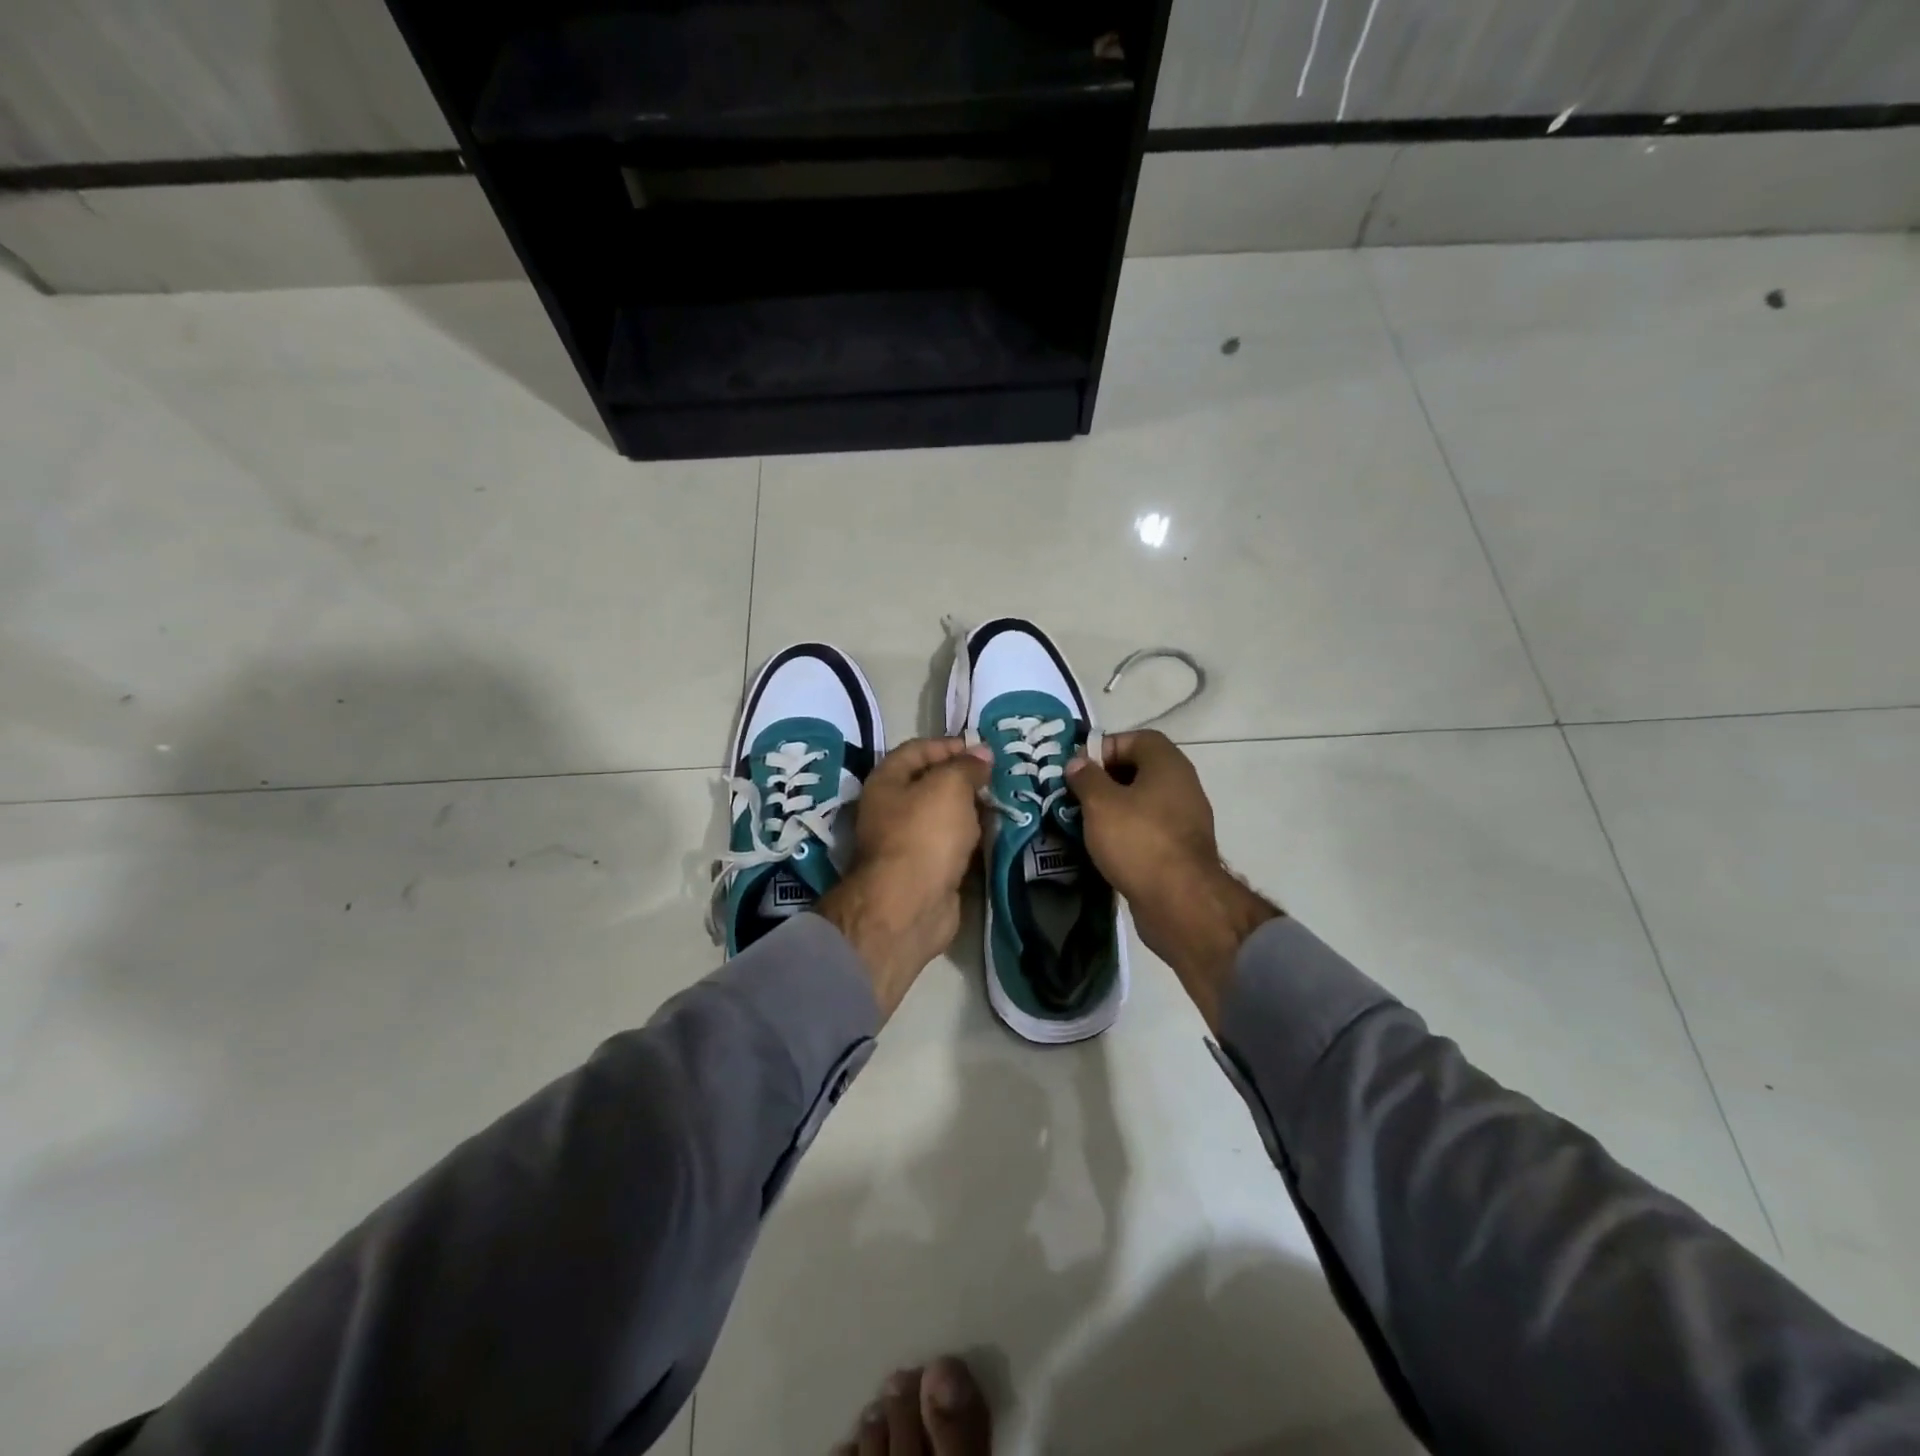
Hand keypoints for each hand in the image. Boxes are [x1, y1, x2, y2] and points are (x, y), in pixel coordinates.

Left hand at [817, 737, 991, 1017]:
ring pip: (945, 816)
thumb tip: (982, 754)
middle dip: (965, 778)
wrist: (911, 905)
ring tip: (1006, 801)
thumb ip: (966, 766)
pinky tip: (998, 833)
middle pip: (932, 784)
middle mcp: (893, 809)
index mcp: (887, 781)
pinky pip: (954, 845)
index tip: (983, 749)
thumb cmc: (924, 834)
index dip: (949, 745)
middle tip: (1001, 776)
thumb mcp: (949, 786)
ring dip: (973, 810)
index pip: (917, 750)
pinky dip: (974, 838)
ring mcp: (909, 842)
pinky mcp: (928, 870)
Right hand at [1066, 731, 1278, 1029]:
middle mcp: (1181, 786)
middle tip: (1076, 795)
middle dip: (1106, 779)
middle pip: (1139, 770)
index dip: (1106, 747)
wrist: (1180, 902)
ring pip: (1142, 802)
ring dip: (1114, 808)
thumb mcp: (1101, 803)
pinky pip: (1148, 830)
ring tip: (1084, 822)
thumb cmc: (1138, 841)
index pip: (1137, 738)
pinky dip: (1127, 833)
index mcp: (1167, 765)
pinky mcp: (1181, 850)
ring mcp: (1185, 820)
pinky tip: (1104, 847)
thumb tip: (1078, 763)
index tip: (1080, 769)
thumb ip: (1086, 778)